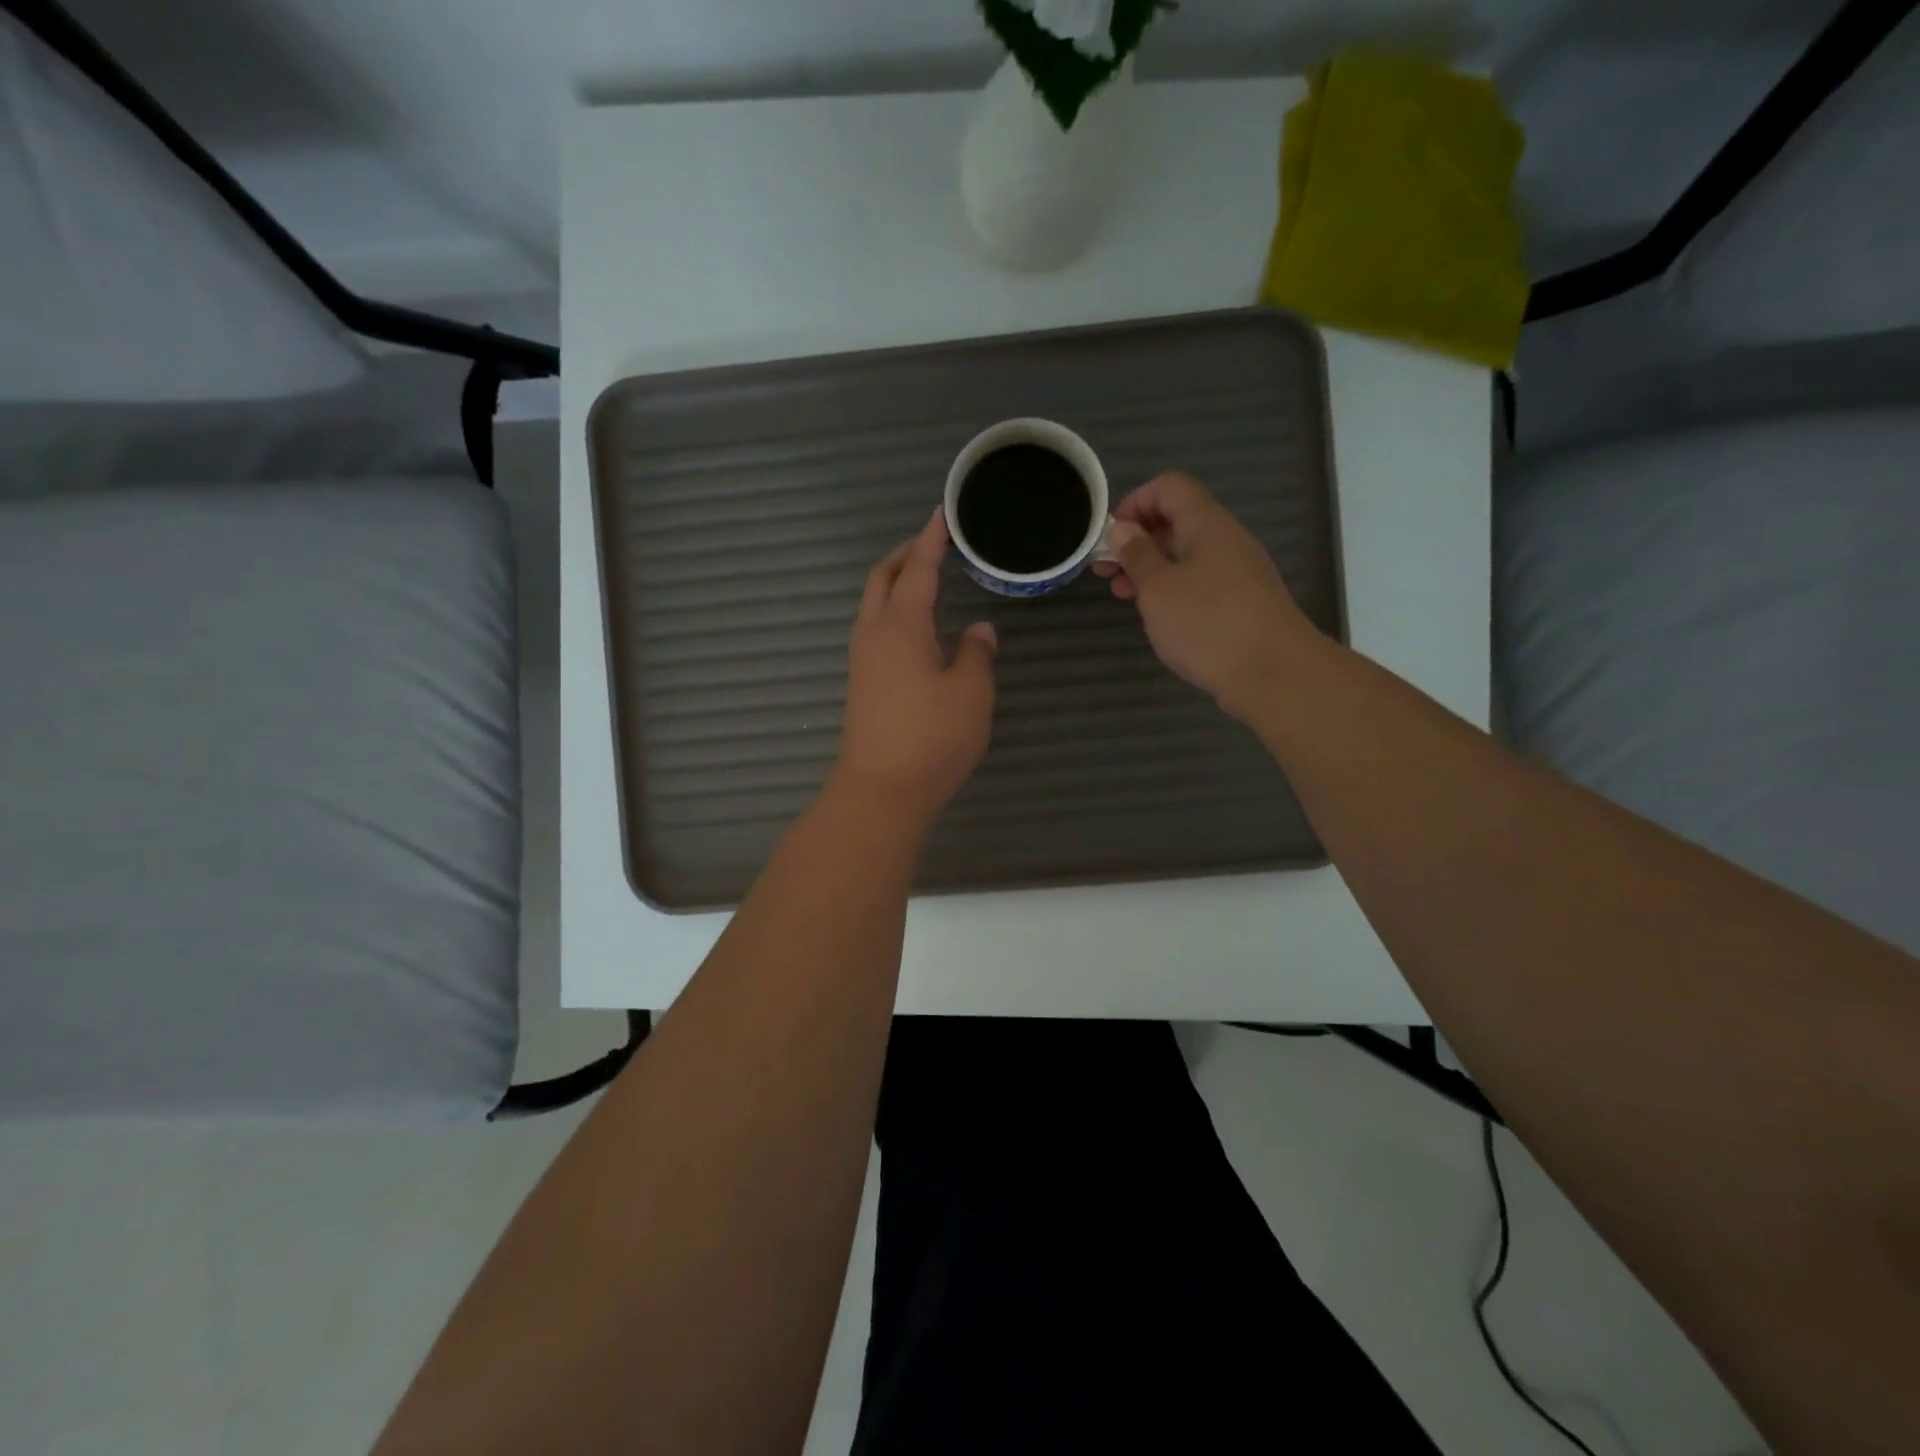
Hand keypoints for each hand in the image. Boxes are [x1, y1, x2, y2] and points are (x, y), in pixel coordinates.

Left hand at [833, 508, 997, 827]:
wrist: (882, 791)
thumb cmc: (932, 737)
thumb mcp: (970, 692)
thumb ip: (976, 654)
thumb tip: (978, 631)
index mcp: (901, 625)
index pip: (917, 569)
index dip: (931, 540)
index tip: (942, 514)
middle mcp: (874, 634)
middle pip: (881, 579)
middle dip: (904, 555)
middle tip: (932, 544)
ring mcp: (863, 661)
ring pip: (873, 606)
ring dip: (895, 584)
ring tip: (926, 580)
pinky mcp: (862, 685)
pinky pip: (876, 631)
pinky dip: (894, 613)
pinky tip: (918, 630)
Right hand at [1092, 472, 1311, 718]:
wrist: (1273, 672)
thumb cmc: (1208, 624)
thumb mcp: (1158, 588)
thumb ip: (1137, 555)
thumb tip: (1123, 529)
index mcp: (1206, 524)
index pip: (1169, 487)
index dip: (1135, 502)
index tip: (1110, 536)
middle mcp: (1225, 539)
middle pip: (1176, 520)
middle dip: (1136, 540)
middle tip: (1104, 570)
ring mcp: (1236, 571)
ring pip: (1186, 555)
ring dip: (1150, 569)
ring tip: (1122, 595)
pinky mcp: (1240, 602)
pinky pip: (1199, 582)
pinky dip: (1171, 590)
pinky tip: (1156, 615)